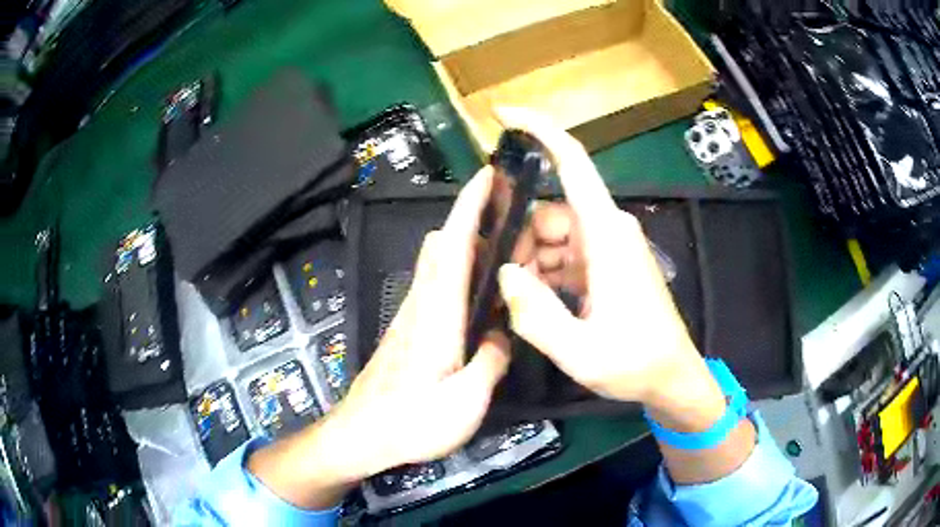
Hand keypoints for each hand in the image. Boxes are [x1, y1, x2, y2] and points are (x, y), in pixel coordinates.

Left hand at [327, 168, 510, 476]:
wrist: (362, 435)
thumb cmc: (412, 422)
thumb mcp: (466, 402)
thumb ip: (491, 362)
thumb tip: (501, 336)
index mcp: (439, 314)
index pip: (455, 243)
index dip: (471, 204)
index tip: (490, 175)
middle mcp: (422, 302)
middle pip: (443, 242)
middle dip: (472, 216)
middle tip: (511, 215)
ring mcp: (411, 313)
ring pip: (438, 261)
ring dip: (466, 242)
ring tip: (506, 251)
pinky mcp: (408, 327)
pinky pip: (436, 283)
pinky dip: (458, 270)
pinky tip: (479, 294)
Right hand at [495, 109, 724, 429]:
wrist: (672, 378)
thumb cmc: (636, 363)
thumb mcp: (578, 350)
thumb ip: (534, 313)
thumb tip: (505, 273)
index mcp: (607, 235)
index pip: (573, 162)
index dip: (539, 130)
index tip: (501, 114)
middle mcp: (609, 229)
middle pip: (550, 209)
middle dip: (520, 238)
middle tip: (506, 285)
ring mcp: (609, 246)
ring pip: (554, 234)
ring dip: (532, 260)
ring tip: (524, 303)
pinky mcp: (608, 264)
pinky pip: (567, 253)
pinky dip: (546, 270)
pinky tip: (538, 302)